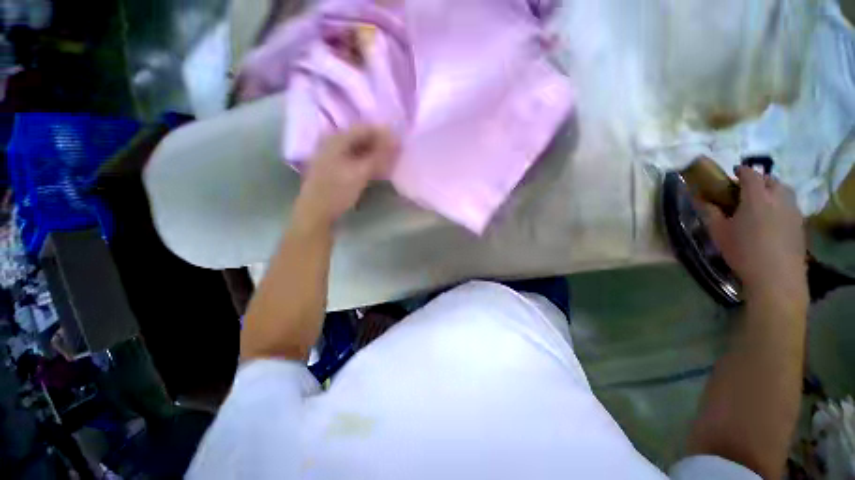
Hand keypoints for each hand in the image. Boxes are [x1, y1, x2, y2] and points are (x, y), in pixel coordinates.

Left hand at [295, 126, 398, 225]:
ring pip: (355, 148)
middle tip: (395, 155)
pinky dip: (362, 161)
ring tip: (386, 164)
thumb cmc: (336, 191)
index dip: (384, 134)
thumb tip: (397, 140)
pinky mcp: (329, 167)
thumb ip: (380, 154)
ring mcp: (328, 154)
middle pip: (360, 136)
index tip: (399, 145)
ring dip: (371, 154)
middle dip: (378, 144)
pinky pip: (350, 157)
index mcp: (337, 138)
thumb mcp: (361, 172)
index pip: (366, 127)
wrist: (313, 215)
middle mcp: (331, 141)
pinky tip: (372, 170)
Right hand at [704, 166, 807, 309]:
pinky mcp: (801, 227)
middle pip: (768, 180)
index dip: (740, 173)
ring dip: (777, 198)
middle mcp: (775, 192)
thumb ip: (711, 215)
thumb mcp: (722, 237)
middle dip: (761, 184)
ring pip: (784, 194)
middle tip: (755, 199)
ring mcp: (791, 208)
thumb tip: (701, 200)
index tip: (735, 180)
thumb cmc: (747, 256)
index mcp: (755, 189)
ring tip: (771, 213)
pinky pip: (792, 213)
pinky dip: (786, 216)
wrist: (778, 283)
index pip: (747, 171)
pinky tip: (781, 233)